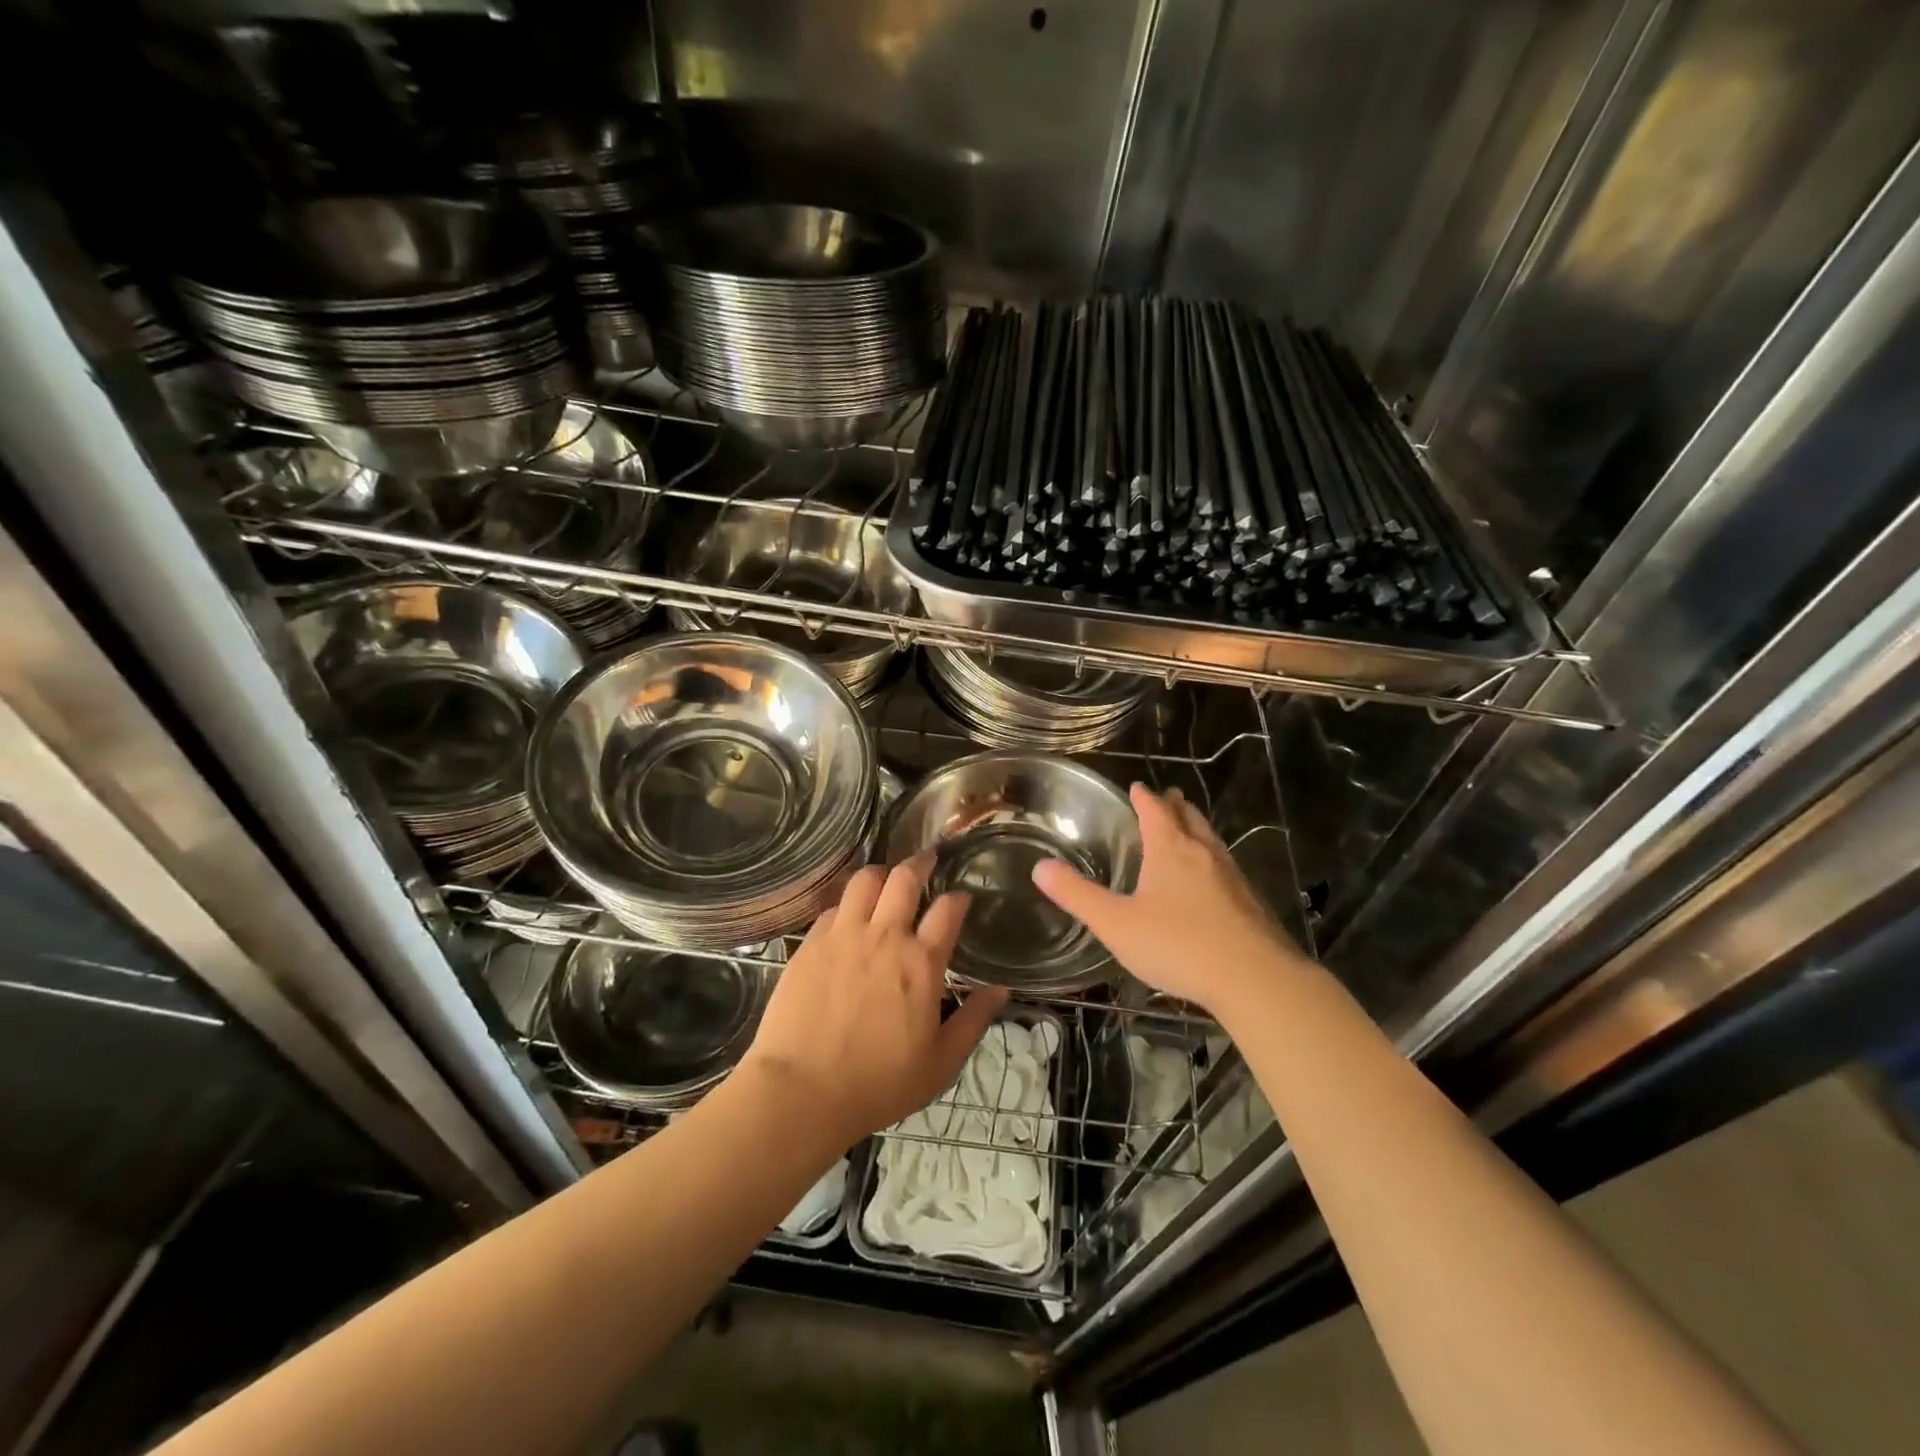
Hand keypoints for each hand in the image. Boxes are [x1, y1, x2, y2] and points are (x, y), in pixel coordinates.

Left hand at [741, 854, 1008, 1149]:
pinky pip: (834, 905)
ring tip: (886, 879)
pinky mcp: (811, 942)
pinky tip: (850, 914)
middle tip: (926, 861)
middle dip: (921, 863)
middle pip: (905, 878)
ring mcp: (844, 935)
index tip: (961, 899)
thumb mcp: (940, 1063)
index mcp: (921, 962)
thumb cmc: (878, 1083)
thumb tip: (1001, 990)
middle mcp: (885, 936)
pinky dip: (848, 903)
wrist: (802, 1091)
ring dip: (881, 873)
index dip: (958, 898)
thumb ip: (974, 1021)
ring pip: (865, 880)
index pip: (947, 909)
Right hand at [1032, 783, 1306, 1016]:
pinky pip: (1226, 868)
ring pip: (1211, 841)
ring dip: (1196, 829)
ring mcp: (1233, 877)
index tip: (1136, 787)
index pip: (1154, 809)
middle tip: (1167, 798)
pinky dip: (1212, 861)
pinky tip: (1212, 883)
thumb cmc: (1178, 944)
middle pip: (1189, 817)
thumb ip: (1077, 895)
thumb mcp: (1116, 923)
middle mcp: (1203, 853)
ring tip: (1188, 830)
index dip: (1143, 796)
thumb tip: (1040, 867)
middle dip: (1175, 806)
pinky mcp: (1251, 903)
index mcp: (1170, 849)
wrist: (1255, 979)